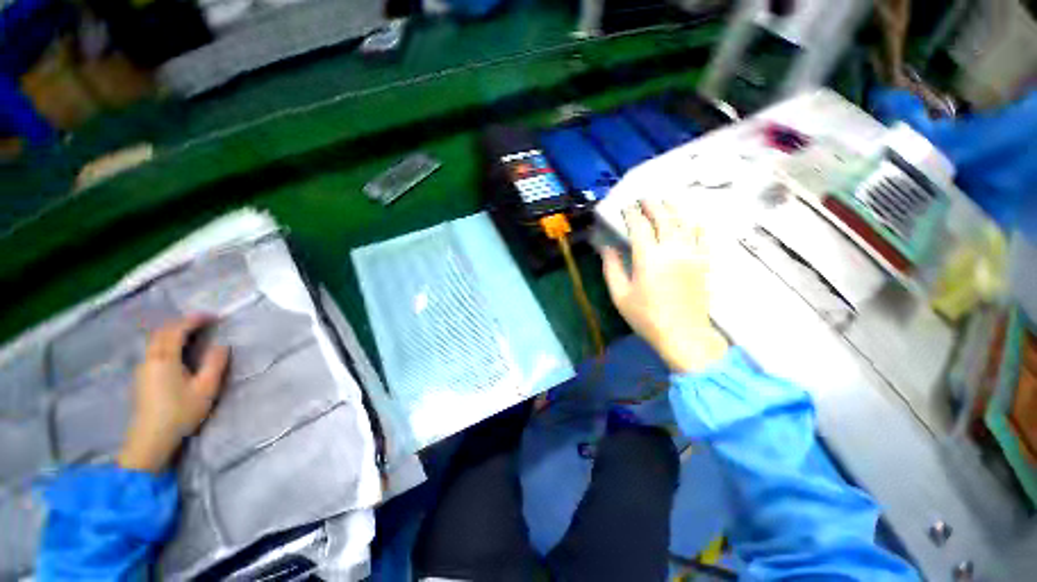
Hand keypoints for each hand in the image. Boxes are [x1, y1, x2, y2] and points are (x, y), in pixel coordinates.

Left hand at [117, 315, 229, 472]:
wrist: (150, 439)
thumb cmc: (180, 412)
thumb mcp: (206, 389)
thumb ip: (215, 364)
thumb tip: (221, 346)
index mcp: (165, 358)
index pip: (177, 330)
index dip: (194, 319)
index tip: (212, 316)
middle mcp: (150, 358)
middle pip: (162, 332)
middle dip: (181, 323)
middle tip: (202, 322)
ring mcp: (143, 368)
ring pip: (155, 341)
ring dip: (172, 332)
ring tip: (191, 333)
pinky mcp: (142, 377)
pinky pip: (153, 350)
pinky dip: (166, 342)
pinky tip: (176, 350)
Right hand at [601, 200, 727, 372]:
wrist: (683, 335)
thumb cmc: (646, 317)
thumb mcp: (620, 295)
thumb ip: (612, 267)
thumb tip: (606, 246)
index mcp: (648, 258)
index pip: (639, 227)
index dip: (631, 214)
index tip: (625, 207)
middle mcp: (672, 250)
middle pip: (664, 219)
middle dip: (652, 205)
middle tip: (644, 197)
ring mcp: (692, 255)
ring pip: (684, 223)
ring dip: (674, 209)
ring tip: (665, 201)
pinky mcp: (704, 263)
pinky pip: (703, 238)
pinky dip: (697, 225)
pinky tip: (693, 220)